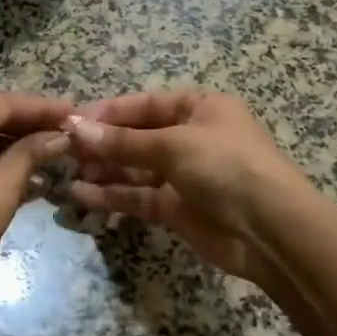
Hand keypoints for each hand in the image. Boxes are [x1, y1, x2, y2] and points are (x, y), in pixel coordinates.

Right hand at [64, 91, 308, 286]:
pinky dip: (112, 196)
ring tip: (66, 174)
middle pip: (136, 137)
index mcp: (199, 108)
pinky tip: (82, 196)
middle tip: (64, 151)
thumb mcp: (173, 145)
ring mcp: (184, 175)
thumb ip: (122, 141)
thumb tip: (75, 127)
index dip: (108, 112)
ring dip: (103, 171)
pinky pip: (139, 197)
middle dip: (102, 144)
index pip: (144, 104)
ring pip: (134, 169)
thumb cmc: (226, 166)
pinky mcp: (177, 209)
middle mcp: (190, 137)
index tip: (71, 121)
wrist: (272, 231)